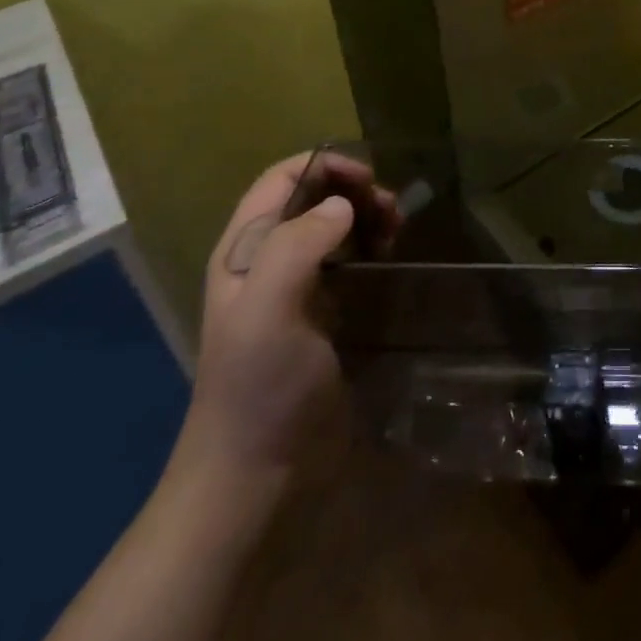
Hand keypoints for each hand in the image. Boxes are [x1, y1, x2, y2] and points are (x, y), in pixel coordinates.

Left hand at [170, 152, 378, 493]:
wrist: (256, 475)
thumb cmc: (259, 386)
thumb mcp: (268, 308)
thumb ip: (298, 244)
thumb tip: (342, 206)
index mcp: (244, 250)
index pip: (281, 178)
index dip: (325, 165)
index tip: (369, 179)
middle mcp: (265, 261)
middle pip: (311, 198)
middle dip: (353, 190)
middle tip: (391, 211)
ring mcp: (294, 290)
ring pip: (333, 227)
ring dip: (367, 217)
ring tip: (396, 231)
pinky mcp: (321, 316)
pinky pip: (348, 261)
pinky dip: (371, 248)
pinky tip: (389, 259)